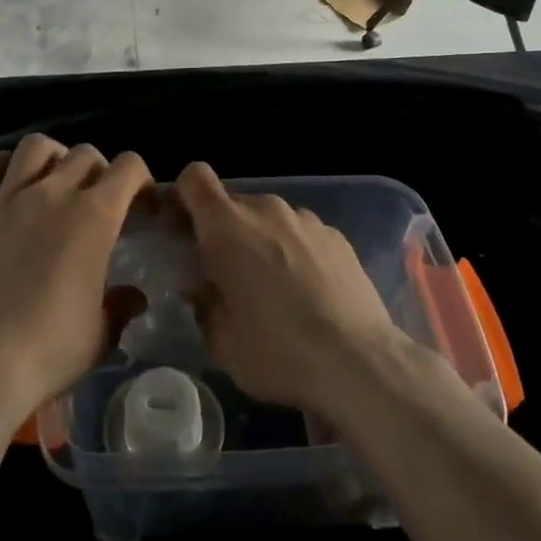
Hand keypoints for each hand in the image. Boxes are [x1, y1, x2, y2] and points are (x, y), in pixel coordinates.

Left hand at [0, 134, 150, 420]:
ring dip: (53, 157)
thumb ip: (120, 308)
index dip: (141, 181)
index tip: (142, 207)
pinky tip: (6, 188)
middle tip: (96, 203)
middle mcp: (53, 194)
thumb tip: (133, 297)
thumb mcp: (99, 337)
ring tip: (53, 183)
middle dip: (99, 172)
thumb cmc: (46, 352)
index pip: (129, 168)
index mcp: (94, 217)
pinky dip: (2, 167)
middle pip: (85, 154)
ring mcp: (6, 199)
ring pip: (36, 146)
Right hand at [172, 162, 404, 419]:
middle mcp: (267, 210)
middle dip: (221, 231)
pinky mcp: (336, 235)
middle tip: (224, 274)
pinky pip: (300, 233)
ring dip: (259, 242)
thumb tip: (200, 284)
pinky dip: (293, 251)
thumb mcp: (222, 341)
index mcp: (228, 227)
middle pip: (231, 203)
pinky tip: (306, 292)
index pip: (195, 178)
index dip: (182, 197)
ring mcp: (306, 219)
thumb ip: (202, 302)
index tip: (180, 230)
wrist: (360, 362)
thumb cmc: (279, 353)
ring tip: (271, 289)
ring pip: (268, 218)